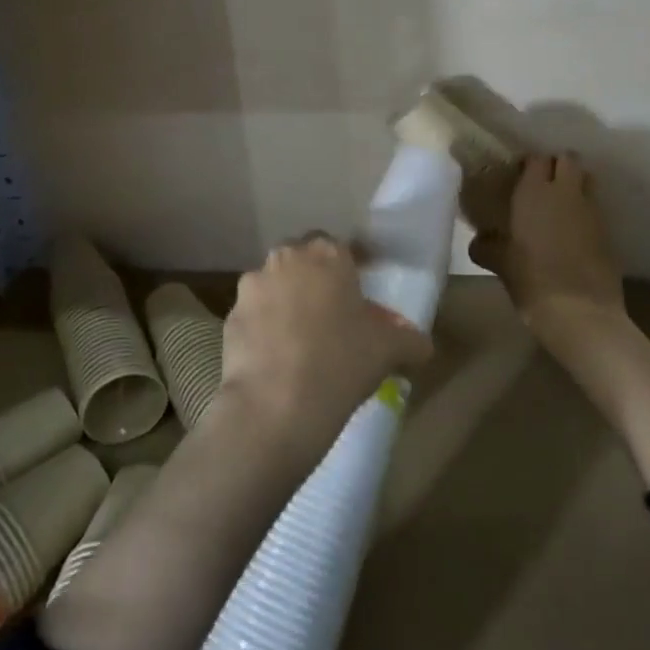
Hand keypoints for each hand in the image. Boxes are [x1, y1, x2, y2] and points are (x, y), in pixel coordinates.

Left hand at [218, 235, 432, 463]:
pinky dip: (265, 327)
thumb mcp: (389, 351)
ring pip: (275, 284)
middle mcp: (286, 258)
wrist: (275, 403)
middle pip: (303, 259)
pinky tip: (277, 357)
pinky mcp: (230, 313)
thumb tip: (419, 343)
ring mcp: (253, 284)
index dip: (352, 267)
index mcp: (327, 254)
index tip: (360, 291)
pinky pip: (255, 313)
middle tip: (332, 314)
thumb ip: (409, 339)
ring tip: (302, 339)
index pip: (342, 246)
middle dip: (315, 278)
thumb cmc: (341, 363)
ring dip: (287, 300)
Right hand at [468, 154, 625, 322]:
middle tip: (539, 185)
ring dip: (574, 186)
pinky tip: (569, 233)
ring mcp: (592, 212)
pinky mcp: (609, 233)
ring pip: (587, 181)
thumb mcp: (500, 263)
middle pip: (569, 160)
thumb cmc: (531, 280)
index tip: (515, 177)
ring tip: (557, 206)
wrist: (581, 314)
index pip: (536, 159)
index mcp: (534, 192)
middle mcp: (566, 193)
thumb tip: (479, 242)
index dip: (528, 164)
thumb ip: (487, 247)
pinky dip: (584, 212)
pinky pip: (595, 209)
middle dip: (556, 166)